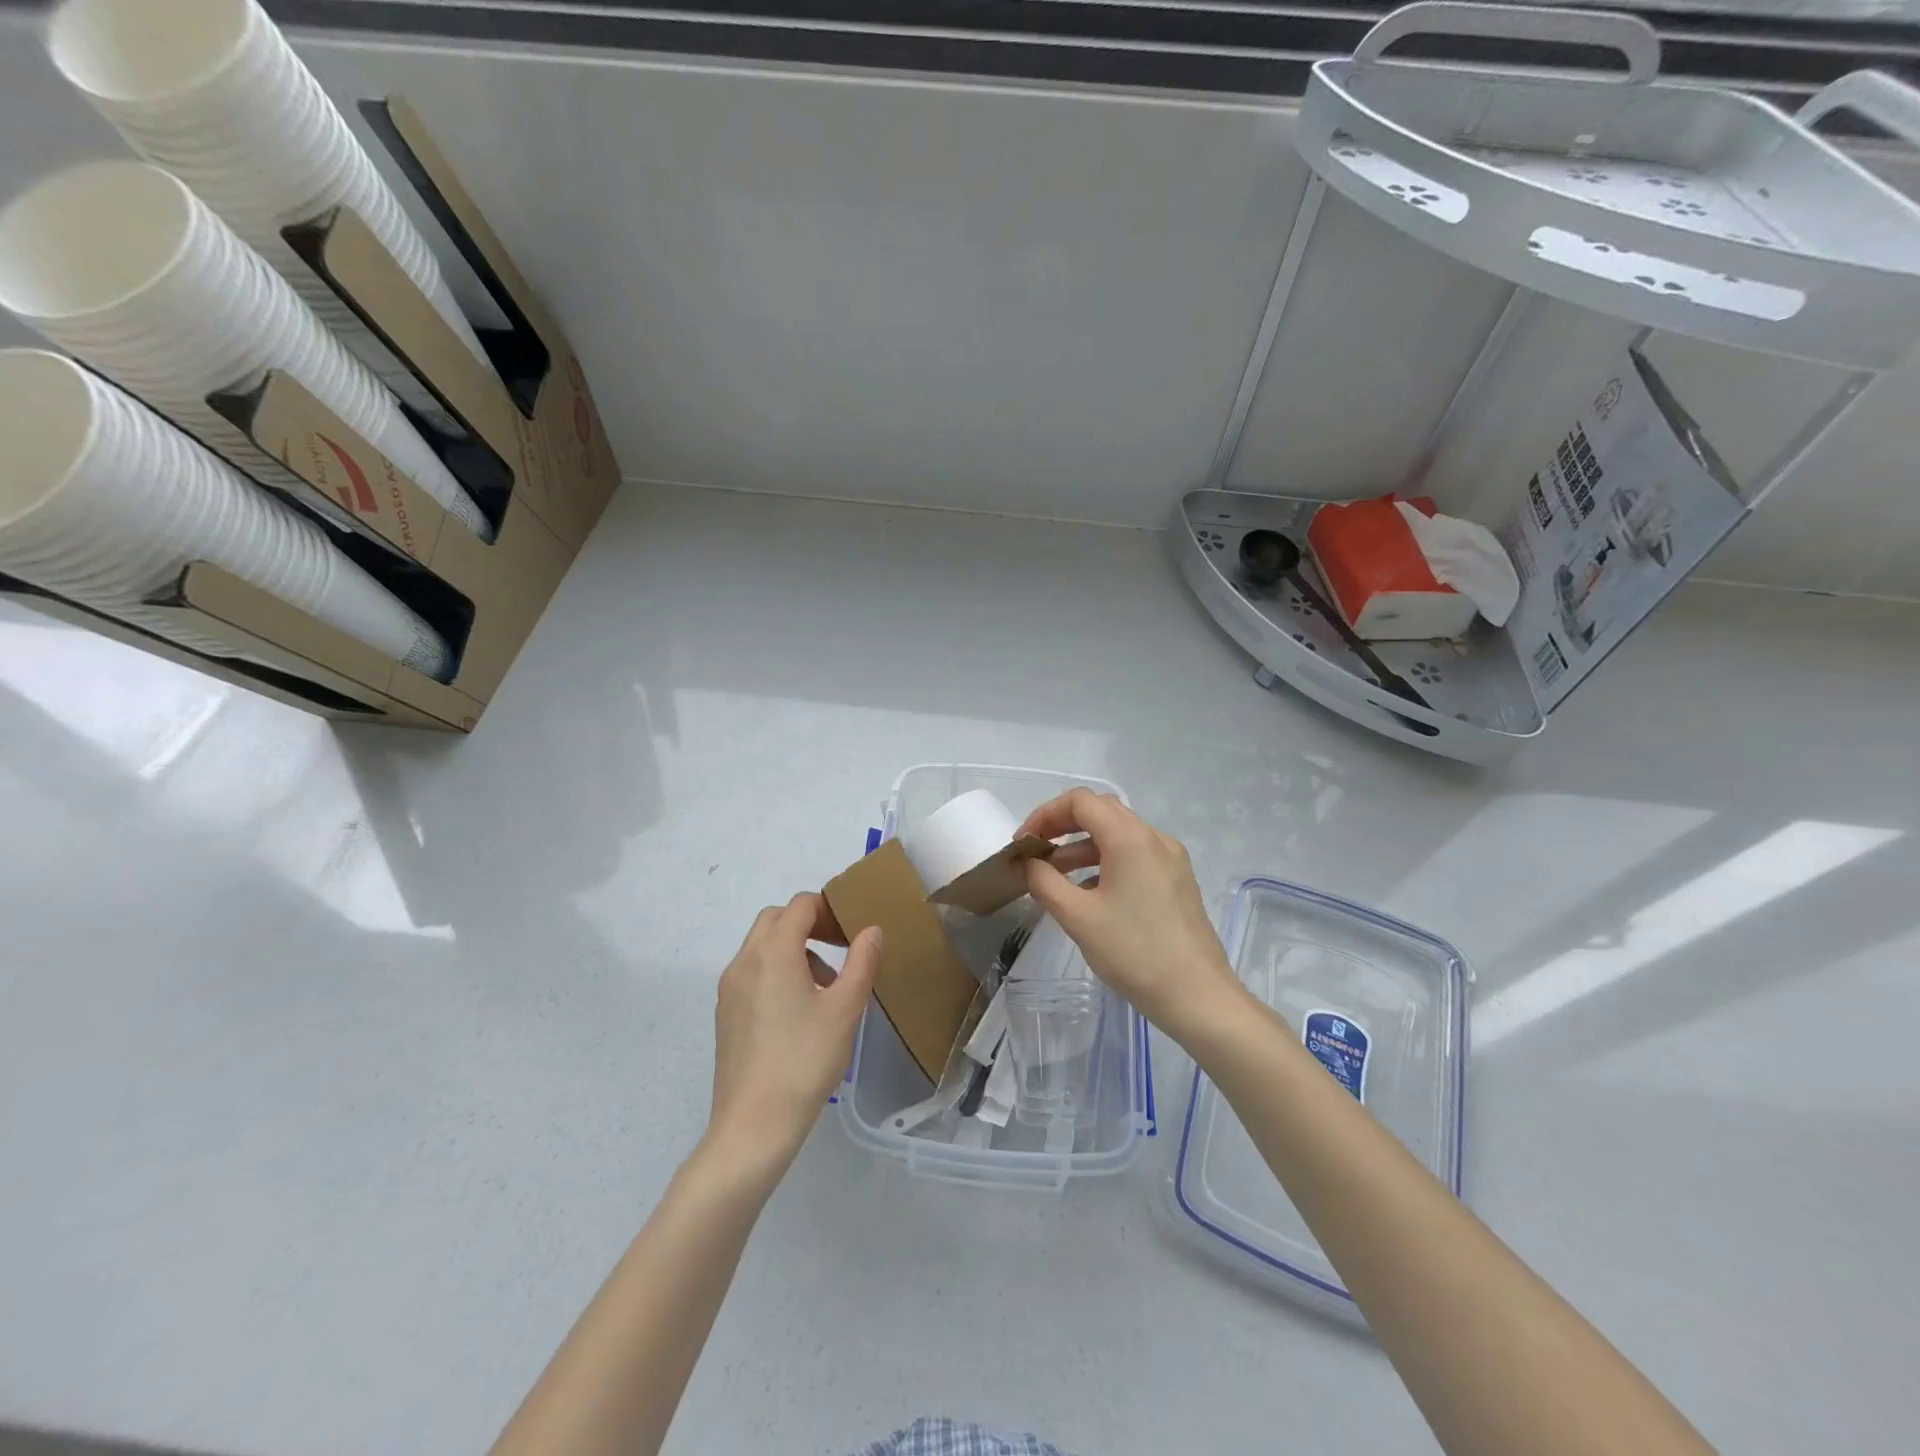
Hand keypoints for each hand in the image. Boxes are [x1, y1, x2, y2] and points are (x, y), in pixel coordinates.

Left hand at [706, 894, 881, 1180]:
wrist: (753, 1124)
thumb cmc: (805, 1061)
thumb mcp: (845, 1009)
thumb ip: (862, 962)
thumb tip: (871, 930)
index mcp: (773, 952)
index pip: (800, 905)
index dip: (828, 909)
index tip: (851, 933)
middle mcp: (745, 961)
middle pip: (775, 918)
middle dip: (808, 924)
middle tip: (838, 949)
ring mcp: (729, 988)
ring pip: (761, 945)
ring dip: (792, 947)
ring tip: (824, 985)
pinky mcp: (725, 1013)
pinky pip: (751, 971)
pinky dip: (775, 970)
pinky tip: (797, 1011)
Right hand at [1020, 790, 1244, 1043]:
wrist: (1197, 995)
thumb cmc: (1134, 952)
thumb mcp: (1078, 917)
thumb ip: (1044, 882)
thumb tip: (1028, 864)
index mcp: (1130, 838)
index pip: (1081, 801)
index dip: (1046, 814)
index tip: (1024, 844)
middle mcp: (1154, 838)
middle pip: (1101, 811)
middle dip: (1062, 826)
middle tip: (1036, 853)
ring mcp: (1170, 859)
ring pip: (1118, 834)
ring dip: (1082, 846)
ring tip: (1054, 875)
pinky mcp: (1177, 880)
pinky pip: (1135, 855)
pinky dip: (1105, 861)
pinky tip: (1088, 892)